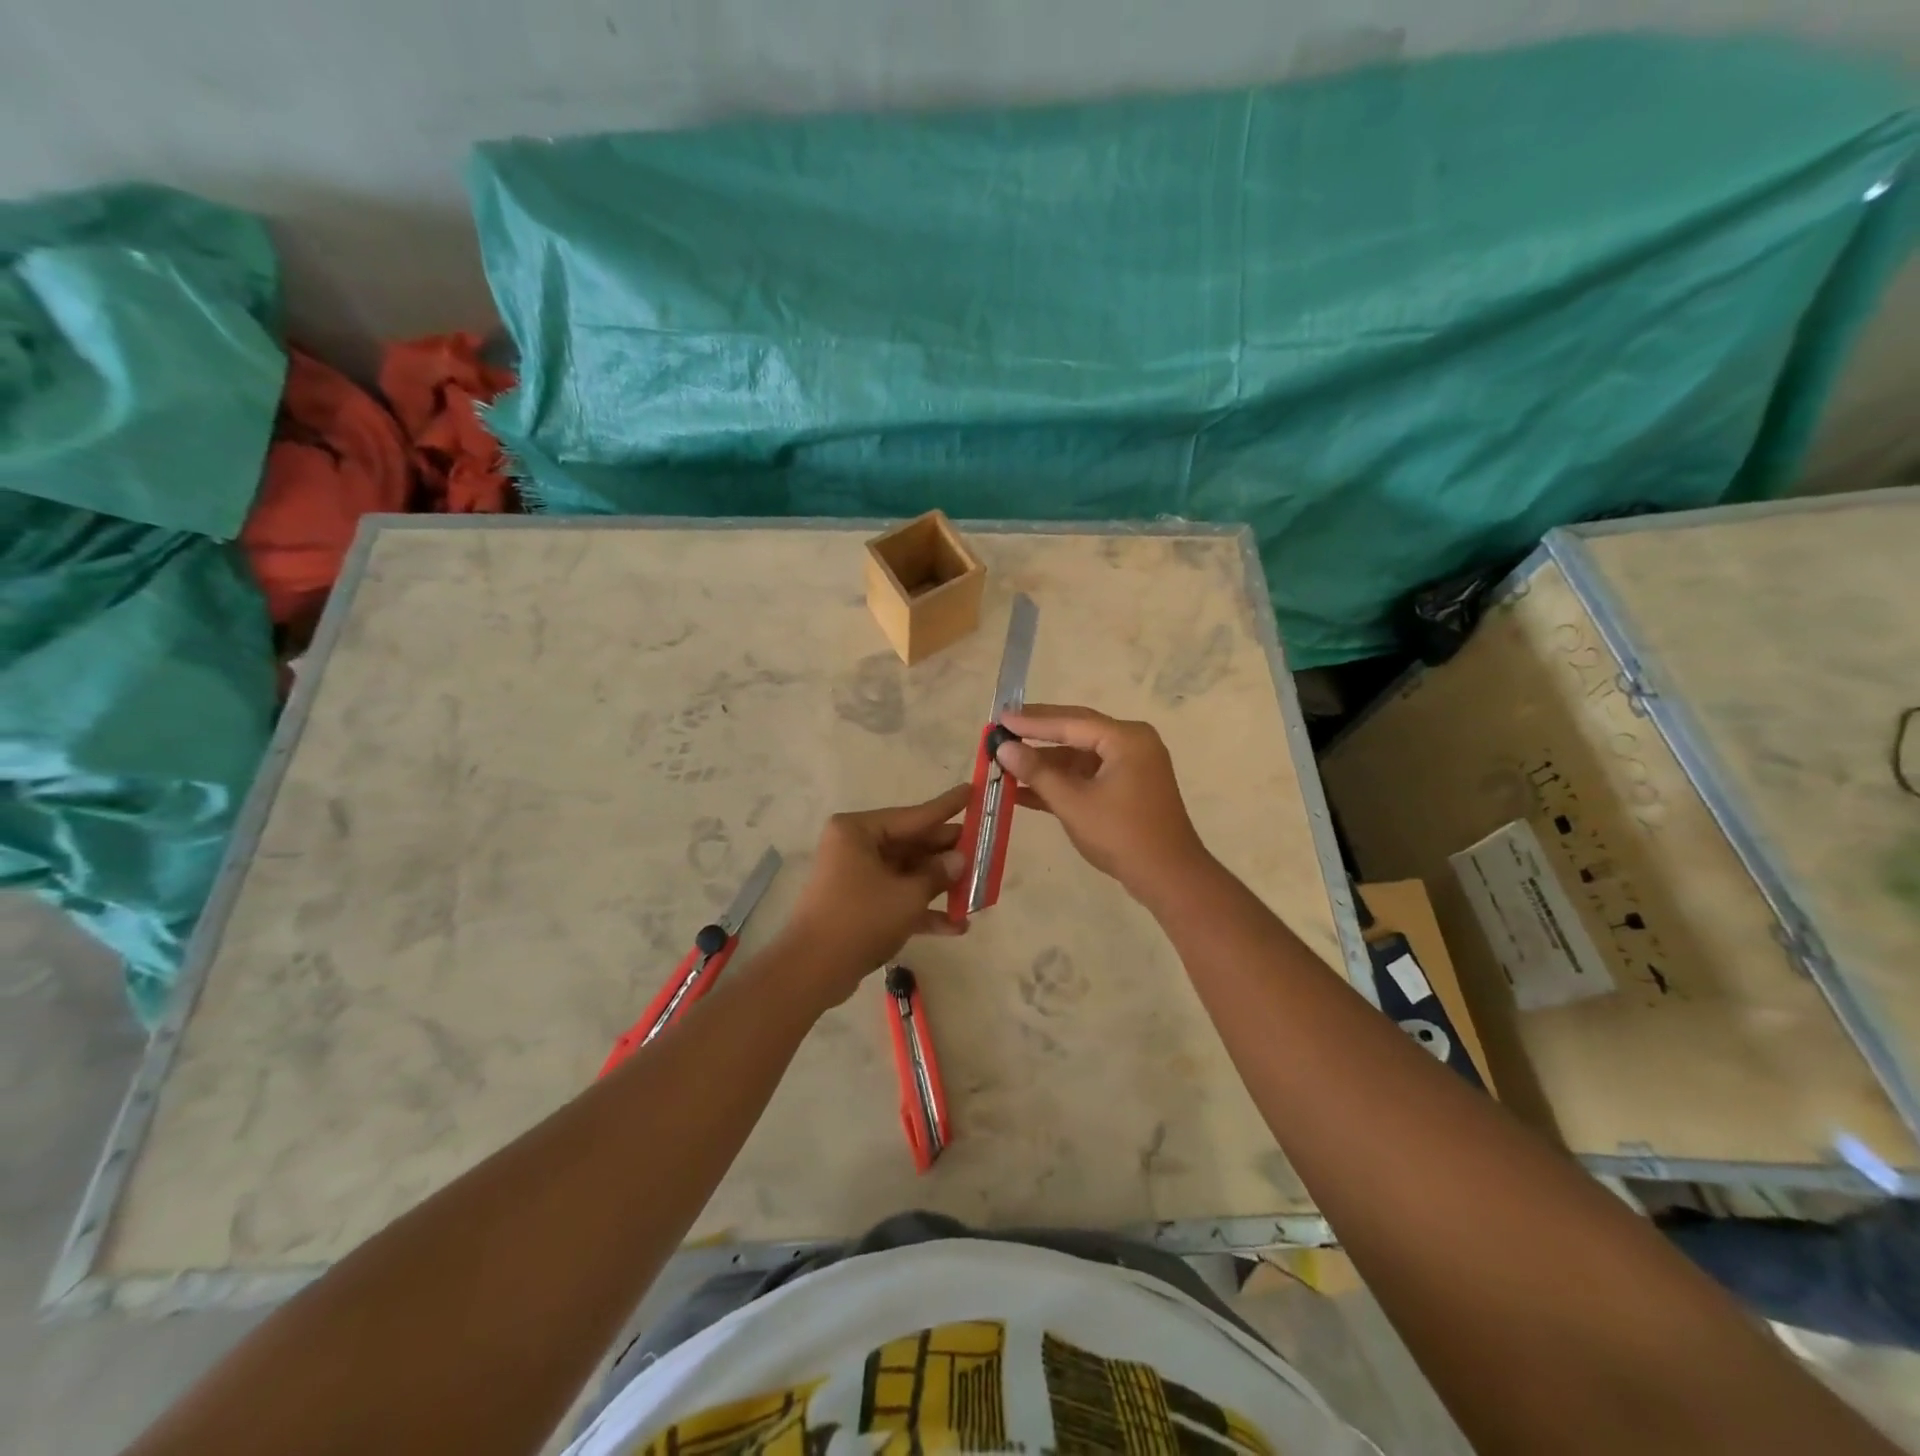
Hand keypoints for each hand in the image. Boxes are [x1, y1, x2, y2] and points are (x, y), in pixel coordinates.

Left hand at [776, 784, 968, 1003]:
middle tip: (984, 849)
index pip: (914, 815)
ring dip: (939, 886)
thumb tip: (960, 859)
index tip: (973, 790)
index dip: (947, 807)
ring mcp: (856, 876)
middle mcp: (855, 846)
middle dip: (948, 855)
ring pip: (907, 873)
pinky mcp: (859, 904)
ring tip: (978, 891)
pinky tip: (956, 926)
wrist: (812, 971)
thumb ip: (937, 874)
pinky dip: (922, 909)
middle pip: (912, 844)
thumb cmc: (860, 919)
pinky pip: (896, 897)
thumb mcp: (907, 896)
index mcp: (859, 831)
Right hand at [995, 705, 1210, 901]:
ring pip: (1079, 756)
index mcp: (1125, 739)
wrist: (1168, 878)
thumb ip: (1037, 772)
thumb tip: (1003, 748)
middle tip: (1002, 728)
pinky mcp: (1127, 788)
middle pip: (1075, 731)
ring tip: (1006, 762)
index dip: (1031, 722)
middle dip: (1037, 734)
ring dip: (1045, 763)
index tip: (999, 719)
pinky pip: (1088, 775)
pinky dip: (1061, 782)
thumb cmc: (1121, 835)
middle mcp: (1131, 743)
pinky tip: (1024, 790)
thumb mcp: (1073, 803)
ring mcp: (1131, 766)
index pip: (1070, 721)